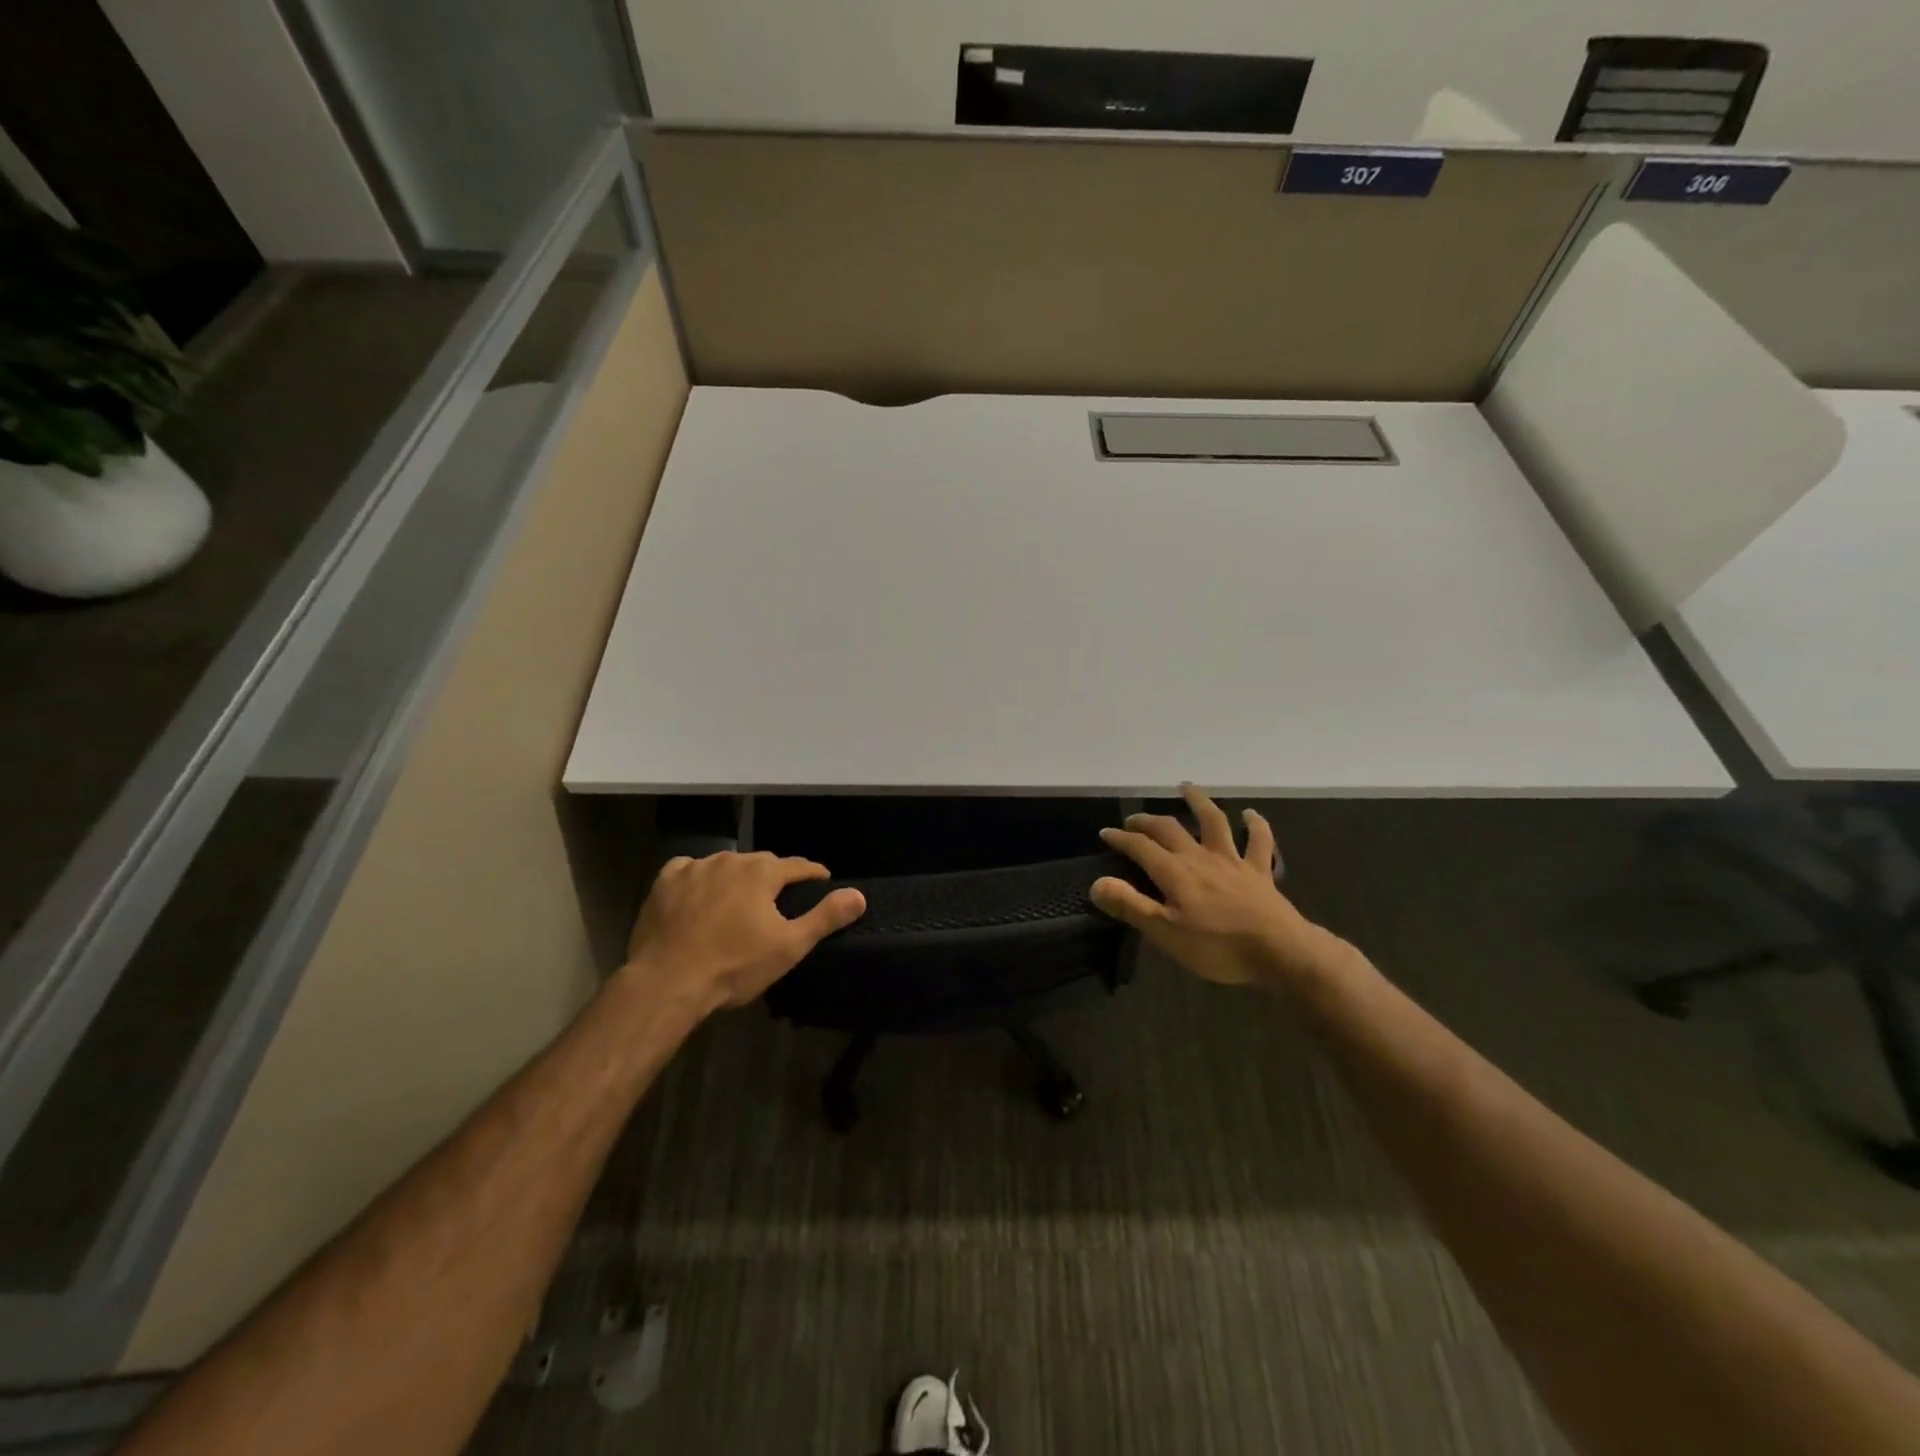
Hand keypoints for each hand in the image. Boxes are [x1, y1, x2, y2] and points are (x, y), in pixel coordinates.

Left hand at [625, 851, 865, 1011]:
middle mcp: (730, 859)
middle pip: (761, 863)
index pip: (798, 866)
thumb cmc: (734, 966)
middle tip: (779, 900)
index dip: (813, 874)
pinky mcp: (664, 882)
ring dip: (736, 878)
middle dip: (773, 877)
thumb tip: (859, 895)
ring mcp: (694, 868)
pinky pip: (688, 871)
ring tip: (739, 900)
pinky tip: (698, 894)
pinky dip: (699, 879)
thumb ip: (825, 917)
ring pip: (725, 865)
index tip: (822, 881)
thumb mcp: (789, 946)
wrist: (667, 983)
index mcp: (762, 872)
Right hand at [1092, 785, 1345, 991]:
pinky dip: (1255, 825)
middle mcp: (1200, 857)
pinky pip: (1258, 842)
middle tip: (1134, 819)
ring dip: (1198, 802)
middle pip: (1170, 829)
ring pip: (1213, 822)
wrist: (1280, 951)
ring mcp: (1232, 861)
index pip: (1140, 847)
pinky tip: (1250, 814)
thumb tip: (1096, 883)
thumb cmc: (1218, 947)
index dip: (1121, 838)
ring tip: (1186, 787)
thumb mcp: (1166, 933)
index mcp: (1175, 872)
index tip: (1106, 833)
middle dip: (1148, 821)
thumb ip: (1131, 905)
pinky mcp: (1259, 872)